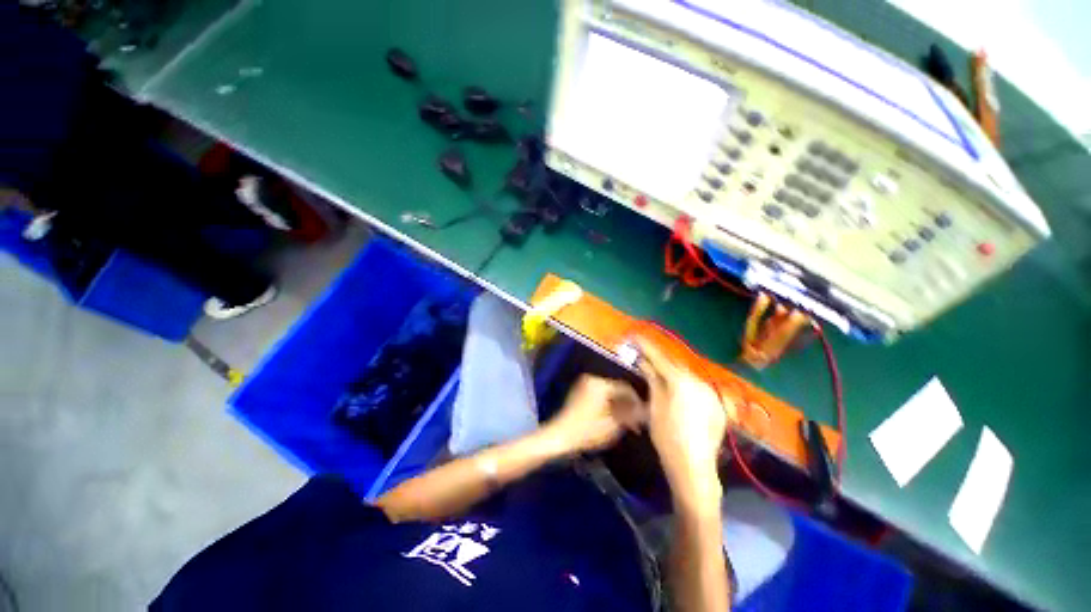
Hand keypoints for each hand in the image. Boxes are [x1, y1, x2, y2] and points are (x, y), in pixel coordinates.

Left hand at [543, 375, 645, 454]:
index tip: (647, 416)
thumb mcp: (613, 425)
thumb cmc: (587, 431)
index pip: (626, 388)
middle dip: (629, 406)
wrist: (560, 436)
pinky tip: (615, 420)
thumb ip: (631, 415)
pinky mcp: (581, 393)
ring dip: (620, 407)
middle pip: (617, 390)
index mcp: (601, 383)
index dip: (638, 402)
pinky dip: (609, 406)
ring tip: (628, 424)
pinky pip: (600, 396)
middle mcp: (593, 379)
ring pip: (609, 394)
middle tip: (638, 422)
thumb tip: (646, 412)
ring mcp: (585, 385)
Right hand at [634, 338, 734, 508]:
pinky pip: (697, 388)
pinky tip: (677, 394)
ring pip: (687, 377)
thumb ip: (652, 380)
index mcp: (681, 381)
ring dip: (672, 374)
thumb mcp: (654, 406)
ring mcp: (710, 394)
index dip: (646, 348)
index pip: (660, 359)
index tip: (636, 337)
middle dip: (660, 362)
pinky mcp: (717, 405)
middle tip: (646, 358)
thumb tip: (643, 362)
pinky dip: (685, 386)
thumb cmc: (667, 435)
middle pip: (675, 367)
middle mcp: (699, 382)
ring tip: (660, 375)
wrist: (693, 466)